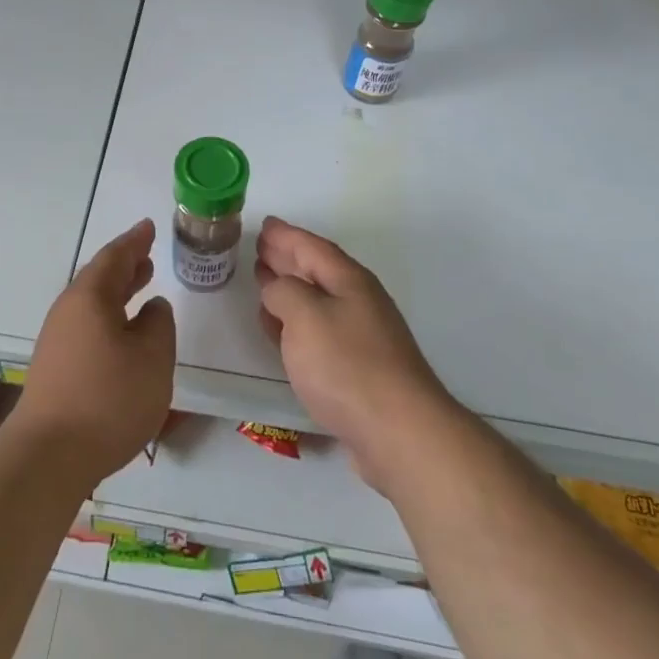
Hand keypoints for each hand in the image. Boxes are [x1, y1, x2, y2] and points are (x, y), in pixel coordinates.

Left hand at [11, 218, 175, 488]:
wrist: (49, 456)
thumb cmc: (108, 399)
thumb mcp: (153, 357)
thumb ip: (158, 324)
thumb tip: (152, 308)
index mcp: (90, 297)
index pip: (115, 257)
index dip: (135, 242)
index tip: (148, 227)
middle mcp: (68, 311)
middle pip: (100, 278)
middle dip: (126, 266)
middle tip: (147, 257)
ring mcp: (57, 341)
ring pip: (93, 304)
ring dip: (118, 293)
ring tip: (141, 288)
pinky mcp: (55, 369)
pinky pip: (87, 327)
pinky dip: (109, 318)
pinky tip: (122, 335)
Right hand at [255, 216, 454, 494]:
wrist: (399, 433)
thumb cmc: (348, 366)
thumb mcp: (305, 316)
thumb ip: (283, 292)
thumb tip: (276, 287)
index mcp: (349, 281)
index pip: (312, 247)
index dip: (286, 235)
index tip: (264, 224)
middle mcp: (358, 303)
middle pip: (317, 271)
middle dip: (288, 258)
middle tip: (260, 248)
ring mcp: (362, 338)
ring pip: (317, 303)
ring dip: (290, 291)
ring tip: (264, 282)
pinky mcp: (358, 371)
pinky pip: (319, 334)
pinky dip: (295, 325)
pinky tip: (281, 332)